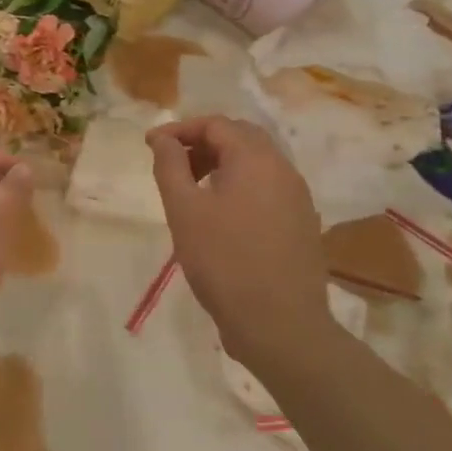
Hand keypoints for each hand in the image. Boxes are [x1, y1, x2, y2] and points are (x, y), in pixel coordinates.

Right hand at [148, 116, 330, 369]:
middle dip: (202, 142)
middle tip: (172, 163)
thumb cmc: (224, 262)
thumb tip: (162, 137)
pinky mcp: (301, 223)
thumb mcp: (184, 210)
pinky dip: (239, 185)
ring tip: (191, 189)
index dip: (179, 129)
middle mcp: (283, 170)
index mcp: (256, 160)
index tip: (150, 146)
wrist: (281, 326)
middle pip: (240, 137)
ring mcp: (297, 198)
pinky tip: (220, 214)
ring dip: (220, 164)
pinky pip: (267, 188)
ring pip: (256, 163)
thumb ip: (170, 165)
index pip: (215, 124)